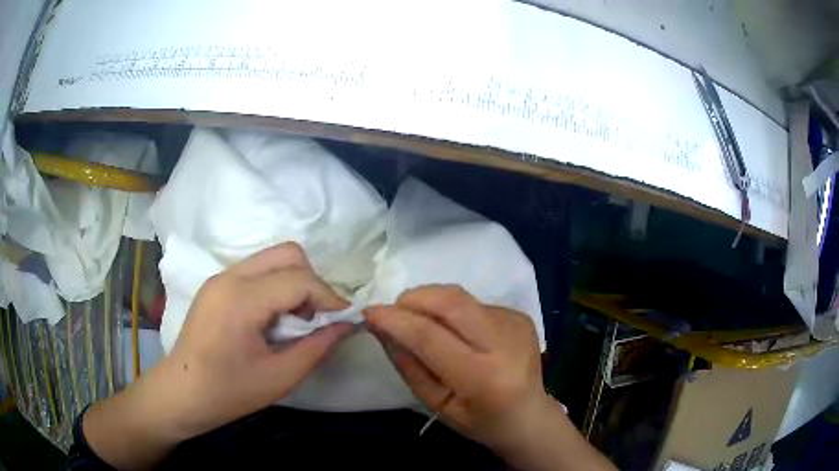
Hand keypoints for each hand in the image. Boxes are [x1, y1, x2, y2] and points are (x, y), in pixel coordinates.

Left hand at [83, 243, 352, 468]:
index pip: (299, 279)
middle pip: (287, 253)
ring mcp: (220, 277)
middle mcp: (230, 276)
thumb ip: (317, 347)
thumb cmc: (228, 392)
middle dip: (312, 282)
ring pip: (272, 258)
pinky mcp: (217, 285)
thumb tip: (346, 325)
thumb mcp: (280, 377)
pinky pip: (257, 271)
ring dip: (294, 283)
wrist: (182, 393)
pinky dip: (276, 287)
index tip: (345, 320)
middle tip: (316, 318)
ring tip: (296, 321)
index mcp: (241, 298)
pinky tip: (274, 319)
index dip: (329, 297)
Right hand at [363, 285, 549, 449]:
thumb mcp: (437, 404)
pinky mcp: (520, 315)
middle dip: (414, 298)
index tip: (370, 311)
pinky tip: (458, 333)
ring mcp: (516, 324)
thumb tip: (381, 327)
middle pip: (451, 301)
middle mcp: (505, 343)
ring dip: (433, 304)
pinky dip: (455, 312)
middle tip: (395, 310)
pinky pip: (475, 304)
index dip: (395, 319)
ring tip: (425, 325)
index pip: (430, 336)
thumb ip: (408, 365)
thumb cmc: (480, 421)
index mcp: (483, 377)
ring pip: (461, 298)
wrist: (530, 417)